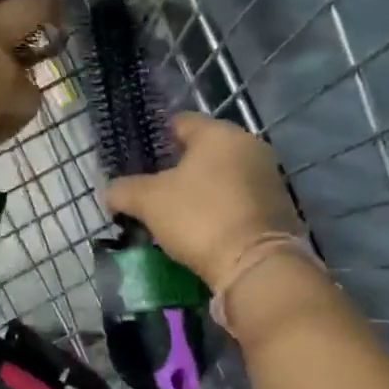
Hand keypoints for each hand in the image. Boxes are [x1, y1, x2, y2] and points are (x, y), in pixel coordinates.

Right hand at [105, 113, 304, 288]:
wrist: (255, 265)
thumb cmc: (199, 218)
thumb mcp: (148, 202)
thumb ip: (123, 190)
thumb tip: (110, 191)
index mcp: (219, 134)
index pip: (179, 123)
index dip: (154, 141)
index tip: (137, 163)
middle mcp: (250, 146)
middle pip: (202, 151)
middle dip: (176, 169)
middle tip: (151, 192)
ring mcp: (268, 177)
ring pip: (221, 176)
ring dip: (199, 191)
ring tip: (173, 214)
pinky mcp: (277, 207)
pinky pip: (238, 199)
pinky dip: (219, 208)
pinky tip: (202, 229)